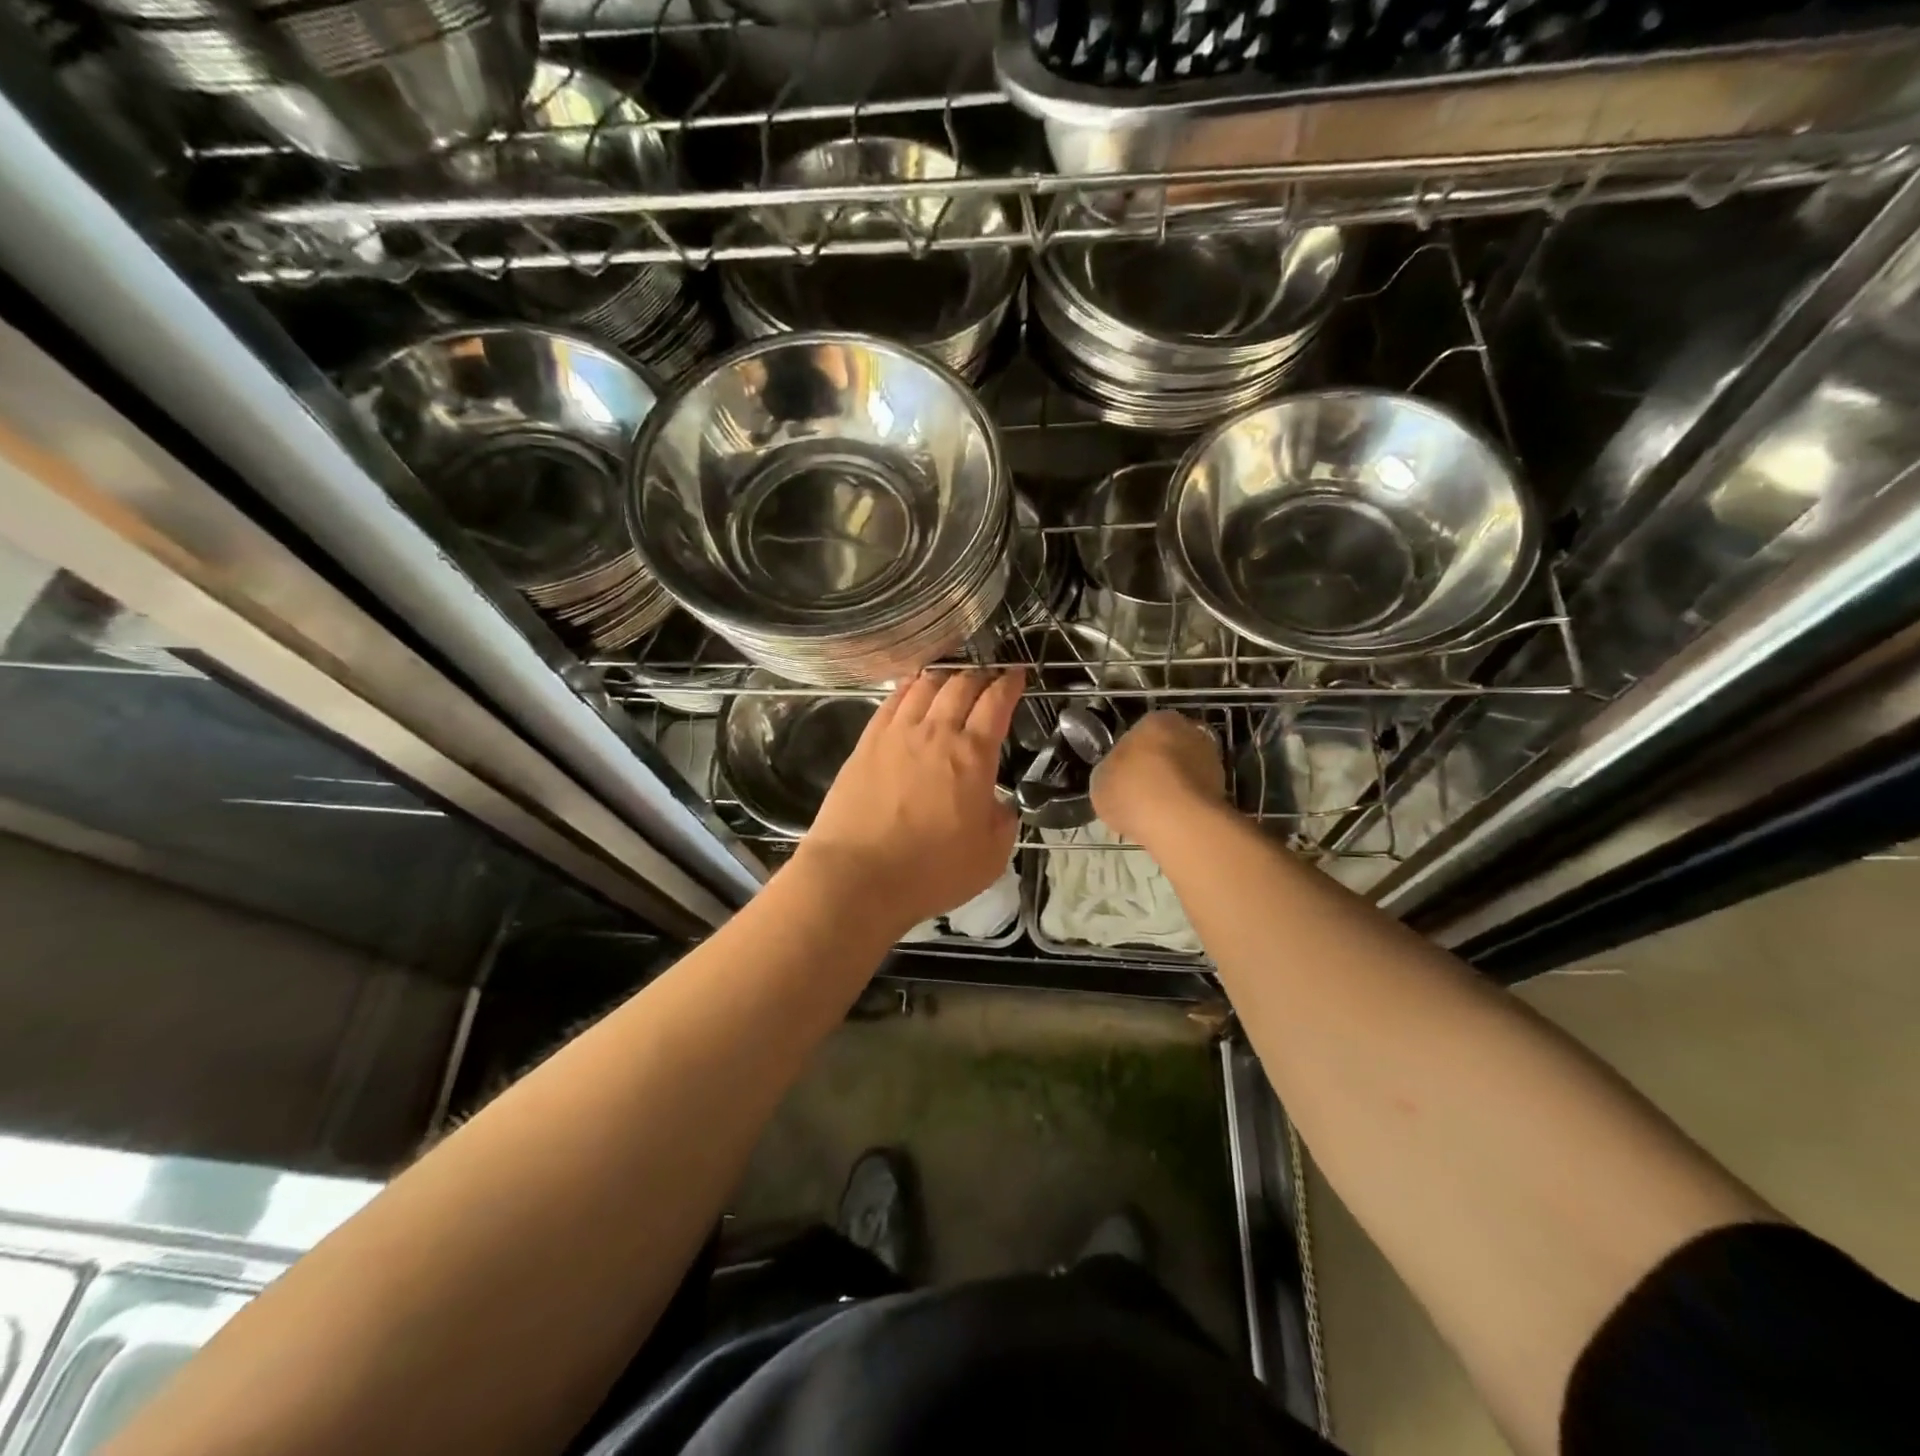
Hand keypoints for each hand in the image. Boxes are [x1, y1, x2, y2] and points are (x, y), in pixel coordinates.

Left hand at [796, 668, 1021, 933]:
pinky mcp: (866, 742)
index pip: (996, 703)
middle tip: (989, 675)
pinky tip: (911, 687)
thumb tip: (998, 804)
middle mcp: (936, 733)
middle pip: (961, 685)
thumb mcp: (990, 856)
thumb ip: (1002, 821)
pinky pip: (891, 701)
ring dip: (944, 675)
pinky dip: (908, 687)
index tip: (1017, 675)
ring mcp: (897, 733)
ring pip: (924, 686)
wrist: (858, 876)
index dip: (1010, 684)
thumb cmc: (932, 871)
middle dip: (980, 674)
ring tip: (952, 675)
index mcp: (973, 756)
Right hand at [1091, 709, 1225, 843]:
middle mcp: (1189, 730)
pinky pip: (1197, 794)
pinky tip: (1172, 821)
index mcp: (1155, 720)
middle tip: (1140, 792)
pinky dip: (1187, 804)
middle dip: (1157, 767)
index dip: (1130, 756)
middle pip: (1168, 749)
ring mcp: (1211, 759)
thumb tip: (1117, 776)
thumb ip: (1110, 772)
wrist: (1177, 820)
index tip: (1123, 776)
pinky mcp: (1224, 788)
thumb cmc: (1131, 790)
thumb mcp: (1100, 780)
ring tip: (1156, 811)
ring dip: (1175, 786)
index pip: (1140, 732)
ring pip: (1186, 771)